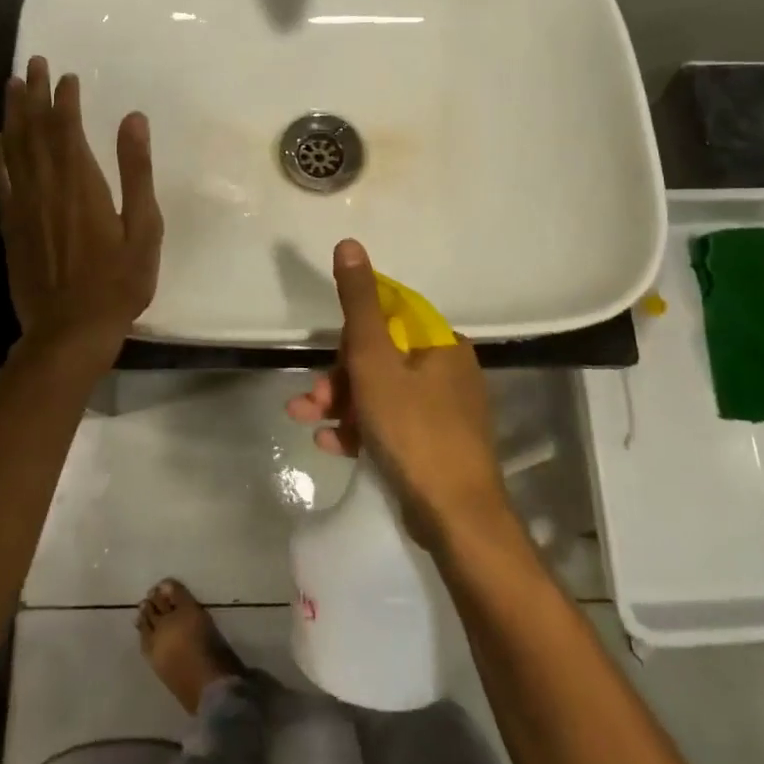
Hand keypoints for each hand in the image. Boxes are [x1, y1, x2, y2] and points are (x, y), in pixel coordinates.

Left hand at [0, 57, 162, 357]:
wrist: (71, 330)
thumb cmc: (118, 281)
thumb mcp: (144, 227)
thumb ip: (137, 171)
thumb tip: (133, 119)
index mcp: (82, 183)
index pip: (67, 128)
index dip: (65, 99)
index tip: (67, 75)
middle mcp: (47, 186)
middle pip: (36, 130)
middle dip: (34, 93)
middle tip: (32, 63)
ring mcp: (24, 206)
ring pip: (14, 148)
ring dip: (13, 114)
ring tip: (11, 85)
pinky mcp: (12, 226)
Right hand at [286, 239, 512, 552]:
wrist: (457, 519)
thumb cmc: (414, 430)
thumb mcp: (375, 360)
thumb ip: (358, 304)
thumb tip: (349, 244)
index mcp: (441, 343)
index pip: (389, 317)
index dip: (353, 335)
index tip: (331, 357)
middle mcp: (448, 370)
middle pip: (381, 358)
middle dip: (339, 377)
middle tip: (312, 400)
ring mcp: (445, 410)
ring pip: (382, 393)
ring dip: (341, 404)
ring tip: (307, 420)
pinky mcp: (436, 445)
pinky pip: (391, 424)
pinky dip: (361, 429)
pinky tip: (331, 444)